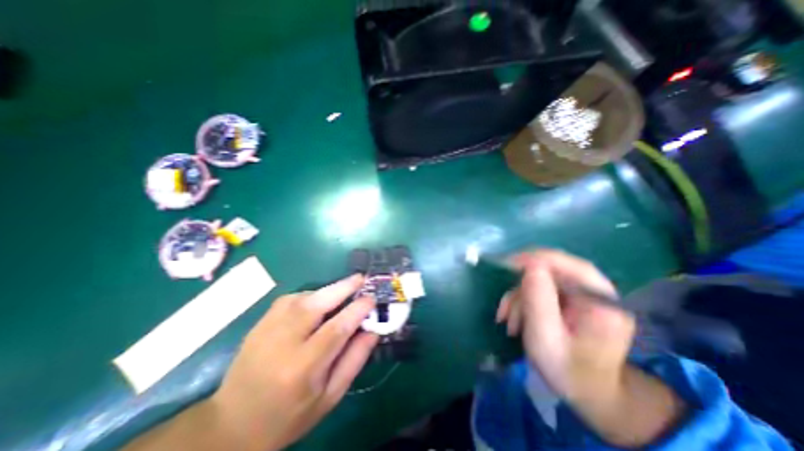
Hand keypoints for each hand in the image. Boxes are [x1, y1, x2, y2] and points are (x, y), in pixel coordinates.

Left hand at [211, 275, 378, 450]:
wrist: (232, 424)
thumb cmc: (289, 415)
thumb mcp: (330, 396)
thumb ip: (354, 360)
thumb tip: (373, 330)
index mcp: (302, 368)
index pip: (336, 329)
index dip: (357, 310)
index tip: (372, 299)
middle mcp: (282, 343)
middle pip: (317, 305)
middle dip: (343, 287)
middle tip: (361, 278)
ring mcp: (267, 329)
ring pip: (303, 297)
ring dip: (328, 290)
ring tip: (344, 290)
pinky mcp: (260, 323)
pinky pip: (291, 299)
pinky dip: (310, 294)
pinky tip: (318, 301)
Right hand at [497, 250, 684, 446]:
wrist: (588, 393)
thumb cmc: (568, 372)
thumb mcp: (545, 338)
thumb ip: (538, 299)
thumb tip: (529, 264)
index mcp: (600, 302)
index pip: (566, 264)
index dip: (534, 259)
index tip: (506, 265)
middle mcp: (596, 292)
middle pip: (550, 272)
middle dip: (522, 289)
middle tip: (505, 309)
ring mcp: (584, 294)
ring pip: (541, 281)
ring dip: (520, 299)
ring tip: (510, 323)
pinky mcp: (573, 299)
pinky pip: (542, 289)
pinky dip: (525, 302)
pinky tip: (517, 320)